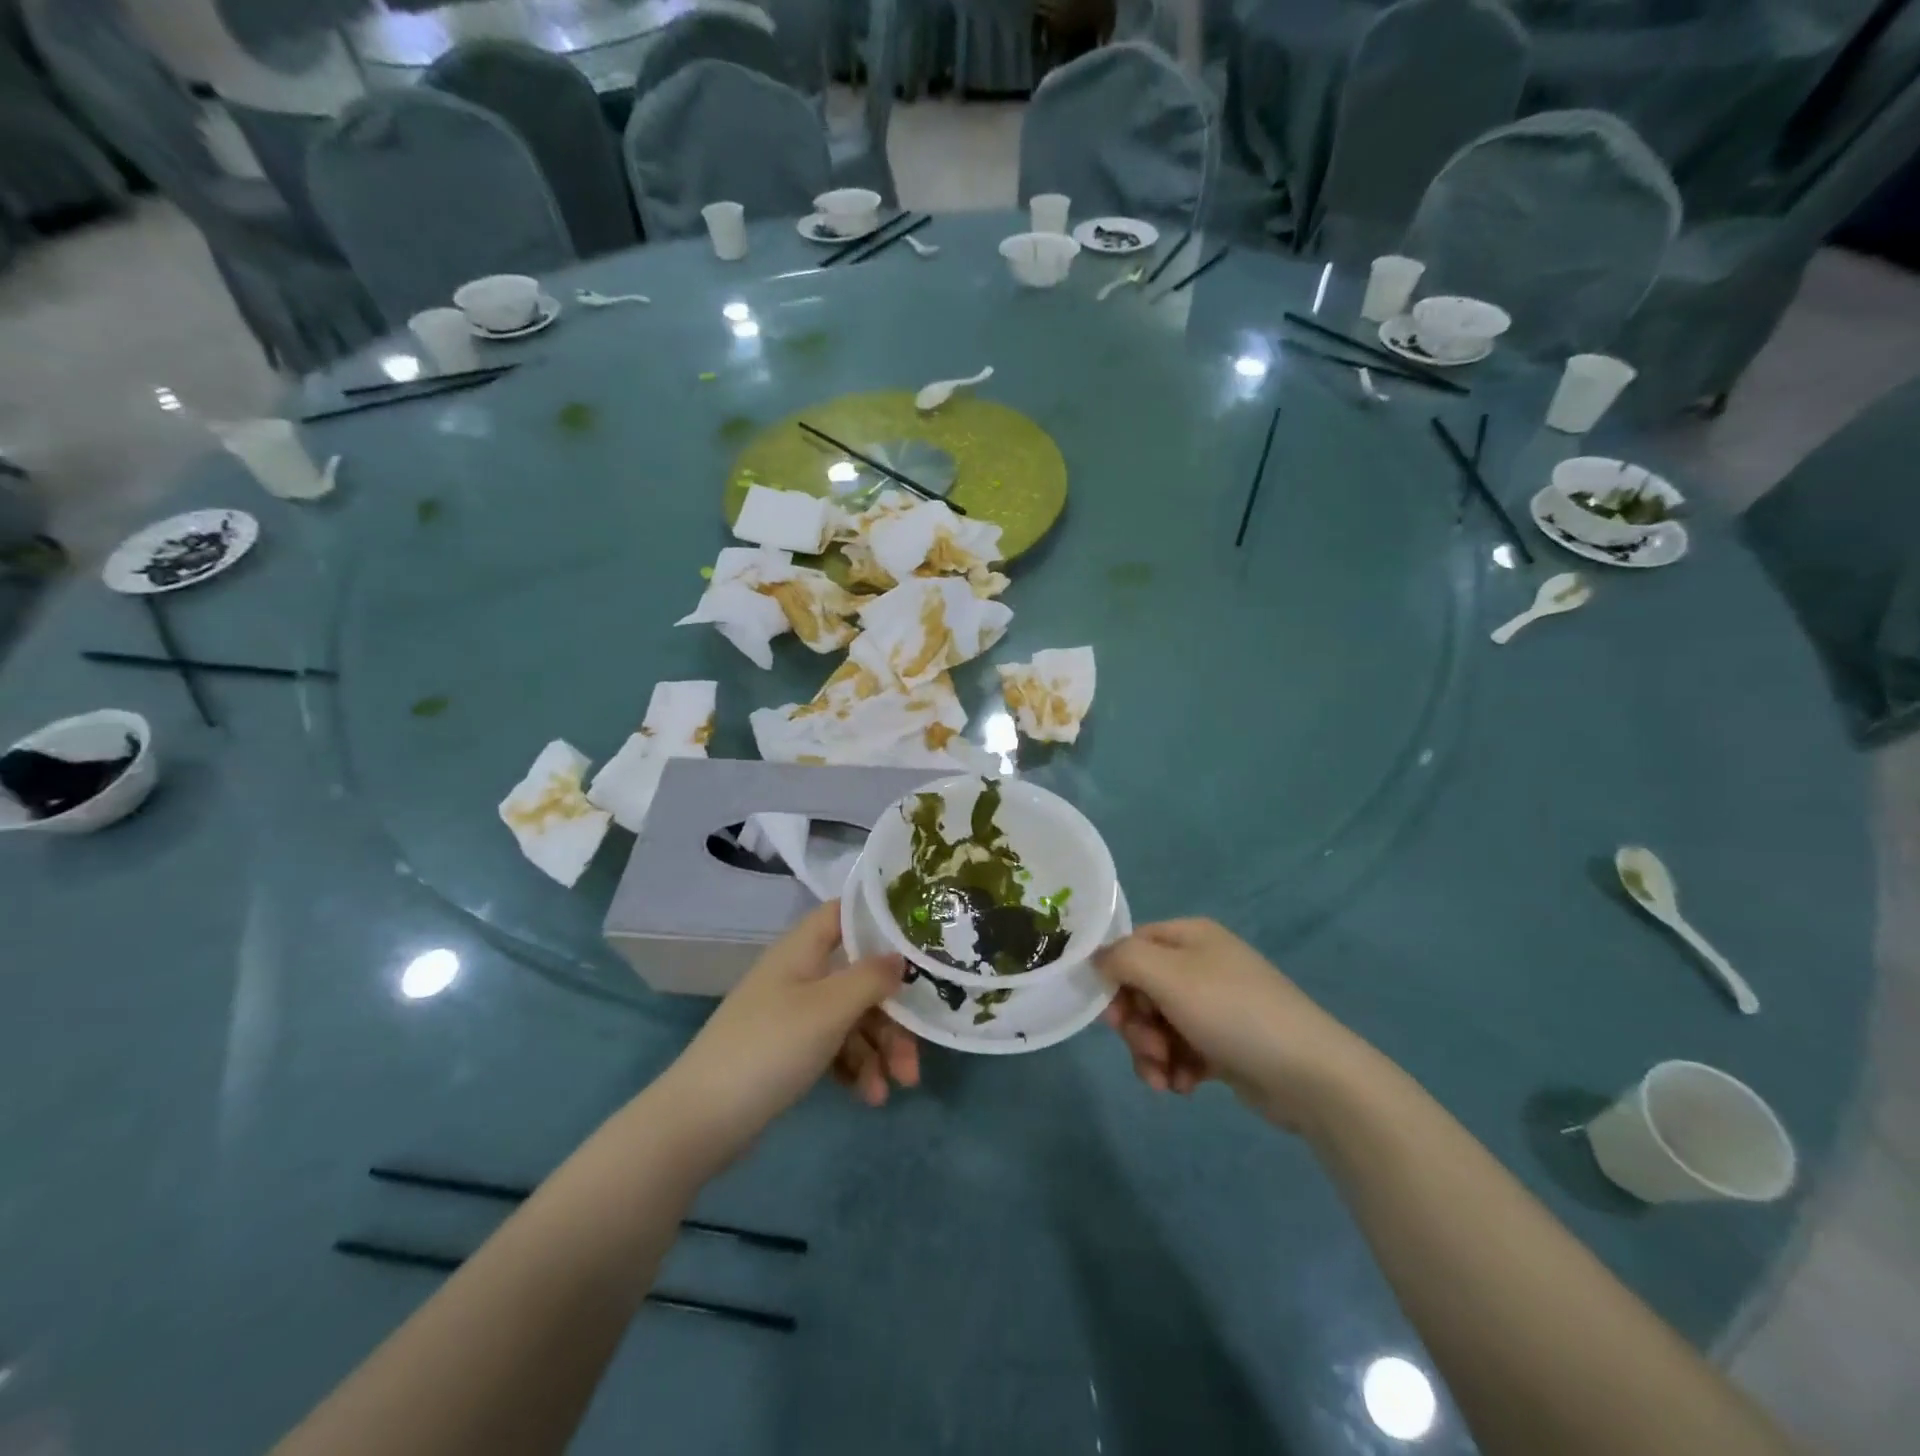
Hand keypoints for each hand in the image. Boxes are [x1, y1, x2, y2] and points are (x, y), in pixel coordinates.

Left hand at [666, 902, 903, 1149]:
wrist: (700, 1121)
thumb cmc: (769, 1048)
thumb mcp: (829, 1009)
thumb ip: (871, 978)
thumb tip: (901, 957)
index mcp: (802, 949)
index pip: (844, 913)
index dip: (880, 919)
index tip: (920, 939)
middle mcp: (799, 974)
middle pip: (859, 977)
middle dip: (893, 1015)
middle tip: (915, 1055)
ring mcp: (792, 1014)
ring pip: (852, 1017)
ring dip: (879, 1049)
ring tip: (896, 1087)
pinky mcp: (788, 1051)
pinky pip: (834, 1047)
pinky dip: (855, 1067)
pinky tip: (870, 1097)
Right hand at [1096, 918, 1370, 1130]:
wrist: (1309, 1075)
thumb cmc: (1232, 1012)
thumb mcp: (1167, 975)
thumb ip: (1122, 959)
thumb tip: (1097, 960)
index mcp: (1190, 937)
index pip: (1132, 946)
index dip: (1114, 978)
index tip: (1111, 1014)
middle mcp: (1201, 964)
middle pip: (1142, 989)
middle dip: (1136, 1026)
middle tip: (1147, 1049)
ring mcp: (1215, 1005)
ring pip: (1159, 1025)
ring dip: (1152, 1053)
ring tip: (1165, 1079)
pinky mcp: (1225, 1043)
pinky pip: (1182, 1050)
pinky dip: (1177, 1068)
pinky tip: (1186, 1087)